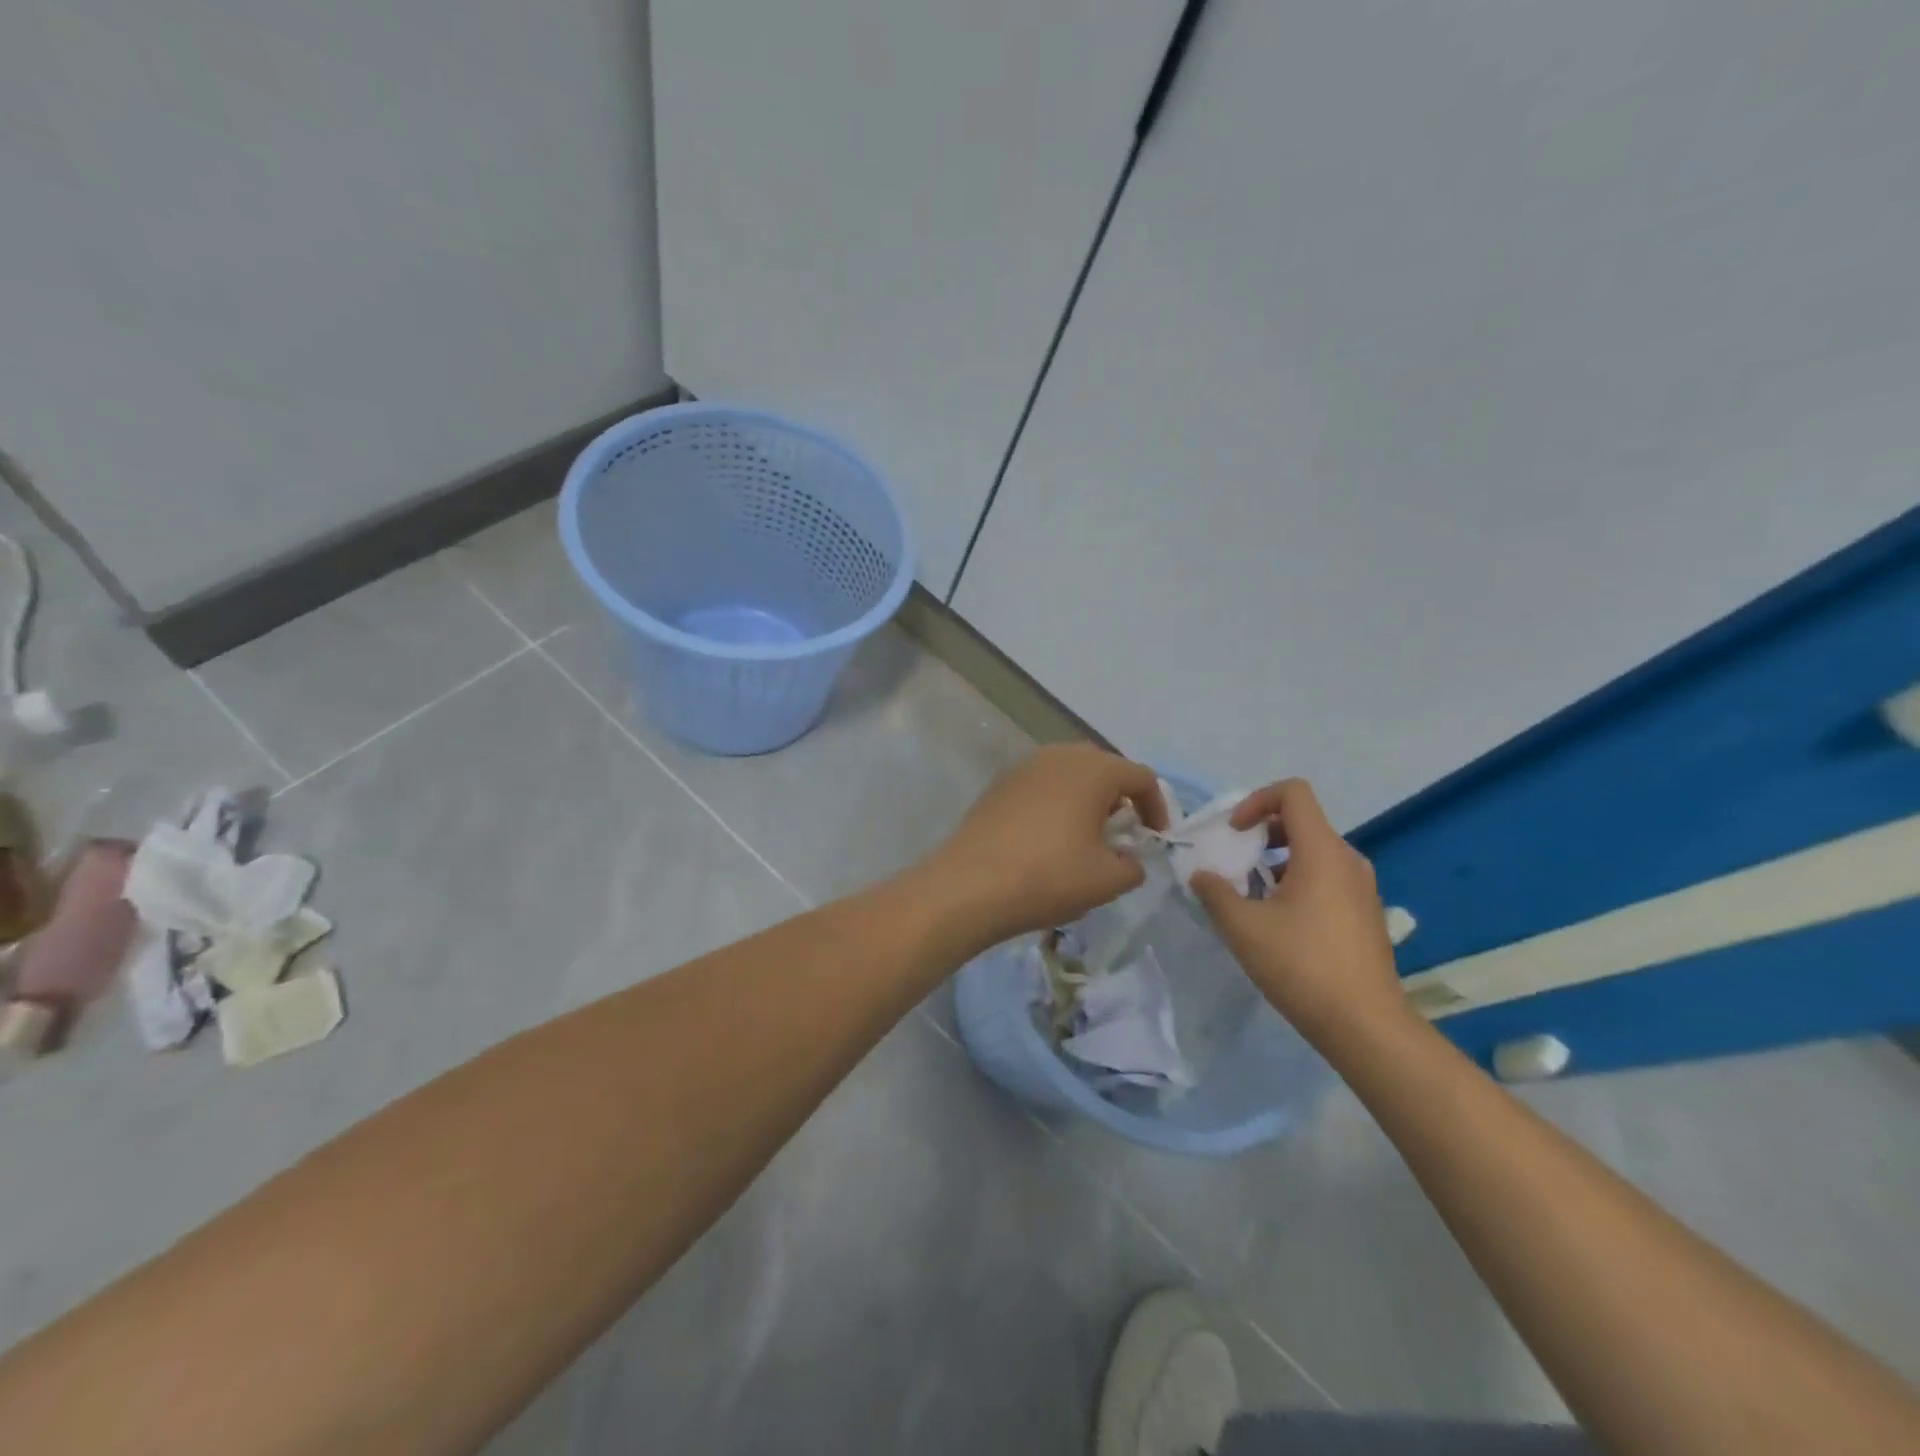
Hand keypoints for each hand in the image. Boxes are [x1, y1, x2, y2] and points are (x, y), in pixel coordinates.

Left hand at [929, 744, 1167, 949]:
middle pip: (1103, 768)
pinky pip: (1041, 785)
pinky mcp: (998, 784)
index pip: (1141, 776)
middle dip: (1119, 798)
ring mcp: (1024, 766)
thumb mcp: (1107, 880)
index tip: (1154, 838)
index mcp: (1093, 769)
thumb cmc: (1049, 877)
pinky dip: (1055, 803)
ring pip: (1069, 774)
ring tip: (1085, 836)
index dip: (1156, 807)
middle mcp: (1059, 755)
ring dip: (1086, 798)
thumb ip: (1133, 865)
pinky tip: (1048, 837)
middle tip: (1121, 833)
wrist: (969, 886)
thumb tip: (1128, 859)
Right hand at [1189, 779, 1410, 1050]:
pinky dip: (1297, 882)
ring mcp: (1362, 888)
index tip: (1234, 832)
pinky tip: (1278, 922)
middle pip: (1302, 822)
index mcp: (1322, 851)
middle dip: (1261, 834)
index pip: (1294, 793)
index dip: (1257, 800)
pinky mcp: (1365, 914)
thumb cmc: (1301, 965)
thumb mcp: (1243, 927)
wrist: (1365, 1025)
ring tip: (1250, 895)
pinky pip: (1327, 878)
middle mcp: (1348, 860)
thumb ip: (1215, 892)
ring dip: (1276, 861)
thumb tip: (1202, 875)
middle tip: (1235, 863)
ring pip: (1313, 852)